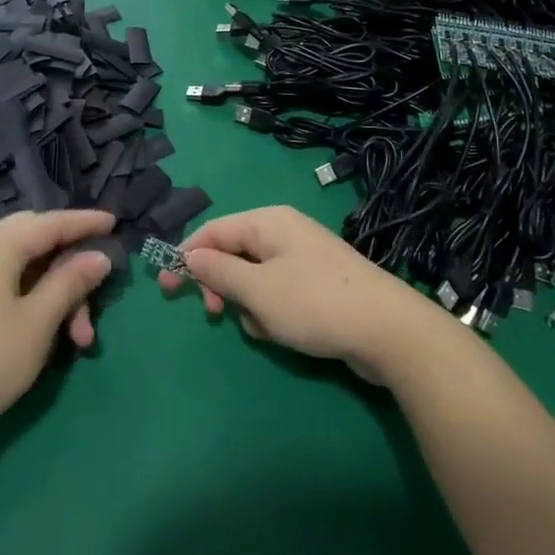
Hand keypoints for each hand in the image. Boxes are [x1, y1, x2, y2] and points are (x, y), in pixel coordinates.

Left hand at [0, 210, 114, 447]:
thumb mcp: (39, 320)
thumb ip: (71, 281)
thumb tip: (98, 256)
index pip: (52, 222)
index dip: (86, 223)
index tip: (115, 222)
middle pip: (36, 239)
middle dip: (70, 264)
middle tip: (97, 287)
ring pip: (22, 266)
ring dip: (54, 291)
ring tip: (77, 337)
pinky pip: (4, 280)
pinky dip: (31, 296)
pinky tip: (46, 326)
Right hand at [158, 206, 434, 383]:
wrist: (388, 330)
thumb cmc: (313, 303)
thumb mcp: (257, 289)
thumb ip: (218, 271)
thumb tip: (189, 255)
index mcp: (267, 222)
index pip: (213, 230)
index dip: (186, 257)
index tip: (165, 288)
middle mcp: (284, 232)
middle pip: (233, 253)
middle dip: (220, 285)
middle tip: (214, 315)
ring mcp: (304, 258)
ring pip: (254, 279)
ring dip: (249, 306)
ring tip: (266, 327)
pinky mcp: (318, 284)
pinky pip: (278, 293)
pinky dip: (273, 313)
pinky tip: (285, 333)